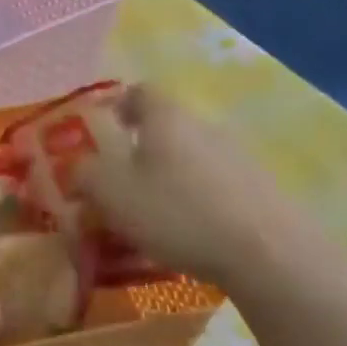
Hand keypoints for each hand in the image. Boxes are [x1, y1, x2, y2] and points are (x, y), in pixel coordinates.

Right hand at [77, 85, 328, 289]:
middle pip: (165, 126)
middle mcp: (203, 125)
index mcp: (166, 116)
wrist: (269, 254)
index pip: (139, 91)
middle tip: (118, 181)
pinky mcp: (260, 189)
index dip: (116, 106)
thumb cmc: (177, 212)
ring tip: (151, 213)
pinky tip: (188, 232)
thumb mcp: (111, 194)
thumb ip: (84, 174)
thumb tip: (78, 166)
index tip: (101, 131)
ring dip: (169, 176)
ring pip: (190, 157)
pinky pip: (215, 185)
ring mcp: (238, 156)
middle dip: (139, 148)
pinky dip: (196, 199)